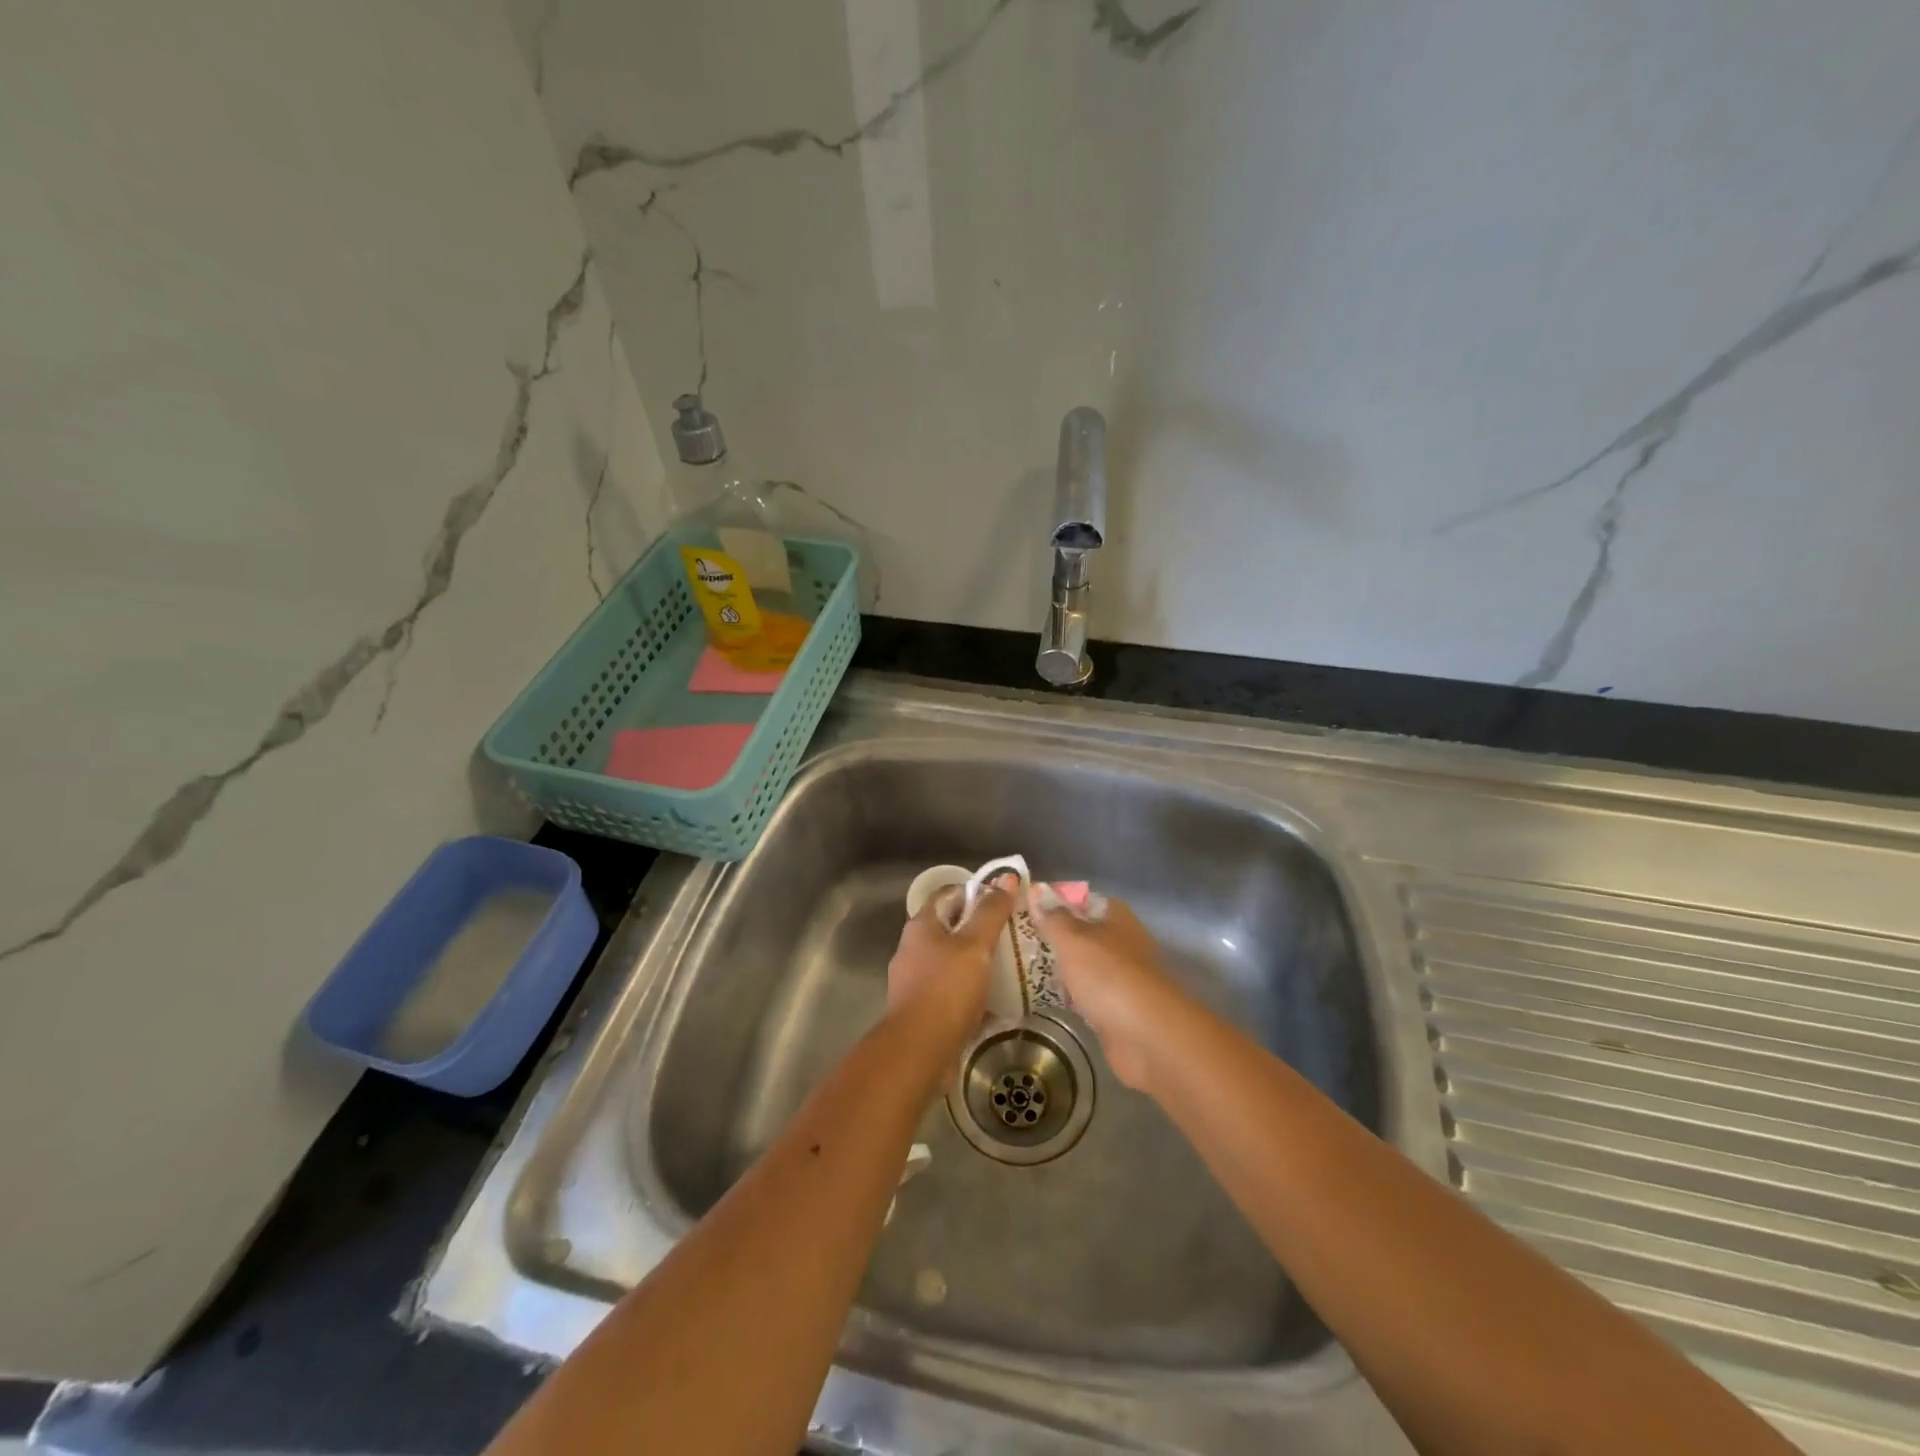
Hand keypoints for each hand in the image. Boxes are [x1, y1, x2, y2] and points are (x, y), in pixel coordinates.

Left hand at [886, 875, 1017, 1039]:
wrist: (919, 1052)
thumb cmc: (947, 989)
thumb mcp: (975, 945)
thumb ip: (991, 912)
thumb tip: (1007, 878)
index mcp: (921, 926)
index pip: (950, 894)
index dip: (977, 891)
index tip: (1006, 900)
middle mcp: (913, 948)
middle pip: (952, 927)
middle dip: (982, 929)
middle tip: (1015, 933)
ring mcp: (916, 980)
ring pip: (954, 961)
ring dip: (980, 962)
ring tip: (1012, 966)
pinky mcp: (924, 1009)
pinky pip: (953, 991)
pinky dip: (973, 991)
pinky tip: (998, 1000)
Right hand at [1027, 890, 1183, 1090]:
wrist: (1146, 1036)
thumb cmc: (1107, 975)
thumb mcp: (1072, 939)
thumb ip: (1053, 919)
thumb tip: (1037, 896)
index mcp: (1117, 918)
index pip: (1084, 900)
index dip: (1057, 902)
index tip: (1028, 909)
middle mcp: (1122, 944)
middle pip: (1084, 934)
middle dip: (1055, 938)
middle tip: (1018, 941)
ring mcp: (1122, 978)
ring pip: (1085, 966)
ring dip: (1062, 969)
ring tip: (1022, 968)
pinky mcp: (1117, 1010)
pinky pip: (1087, 996)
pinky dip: (1070, 997)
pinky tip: (1045, 998)